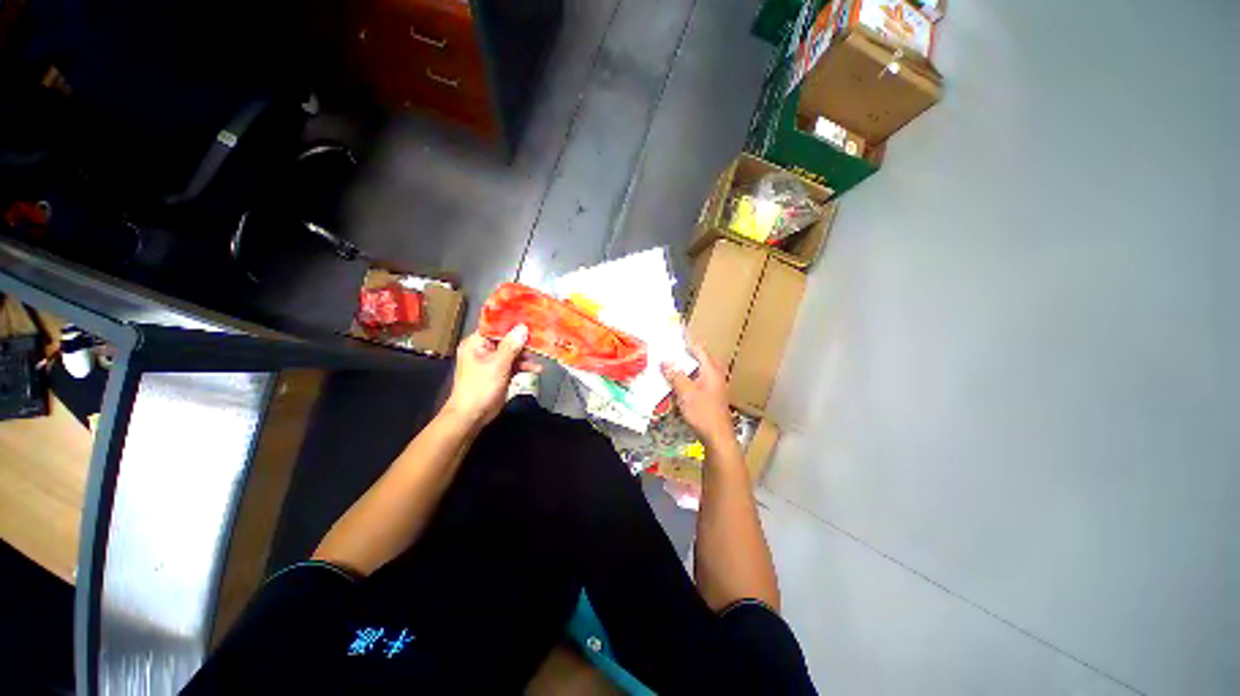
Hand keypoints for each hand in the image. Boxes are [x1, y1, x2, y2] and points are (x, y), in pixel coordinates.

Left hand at [443, 325, 540, 425]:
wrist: (472, 415)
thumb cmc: (481, 387)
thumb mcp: (498, 364)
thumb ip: (511, 345)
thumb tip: (523, 327)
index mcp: (476, 343)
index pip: (495, 326)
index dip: (511, 322)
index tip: (529, 318)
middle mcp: (483, 349)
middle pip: (506, 339)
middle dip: (522, 339)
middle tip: (541, 336)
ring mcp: (491, 362)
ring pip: (512, 352)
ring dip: (525, 354)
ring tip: (541, 354)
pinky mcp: (499, 373)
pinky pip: (513, 364)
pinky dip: (523, 366)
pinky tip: (536, 368)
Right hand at [662, 344, 733, 447]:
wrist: (717, 437)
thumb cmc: (702, 412)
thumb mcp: (685, 392)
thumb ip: (675, 374)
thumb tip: (665, 361)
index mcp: (711, 370)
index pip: (699, 349)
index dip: (686, 342)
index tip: (673, 338)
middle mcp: (715, 375)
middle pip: (698, 360)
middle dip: (683, 357)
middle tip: (667, 354)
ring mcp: (714, 387)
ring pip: (697, 373)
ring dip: (684, 371)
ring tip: (668, 369)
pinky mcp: (711, 397)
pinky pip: (697, 384)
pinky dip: (687, 382)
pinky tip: (676, 388)